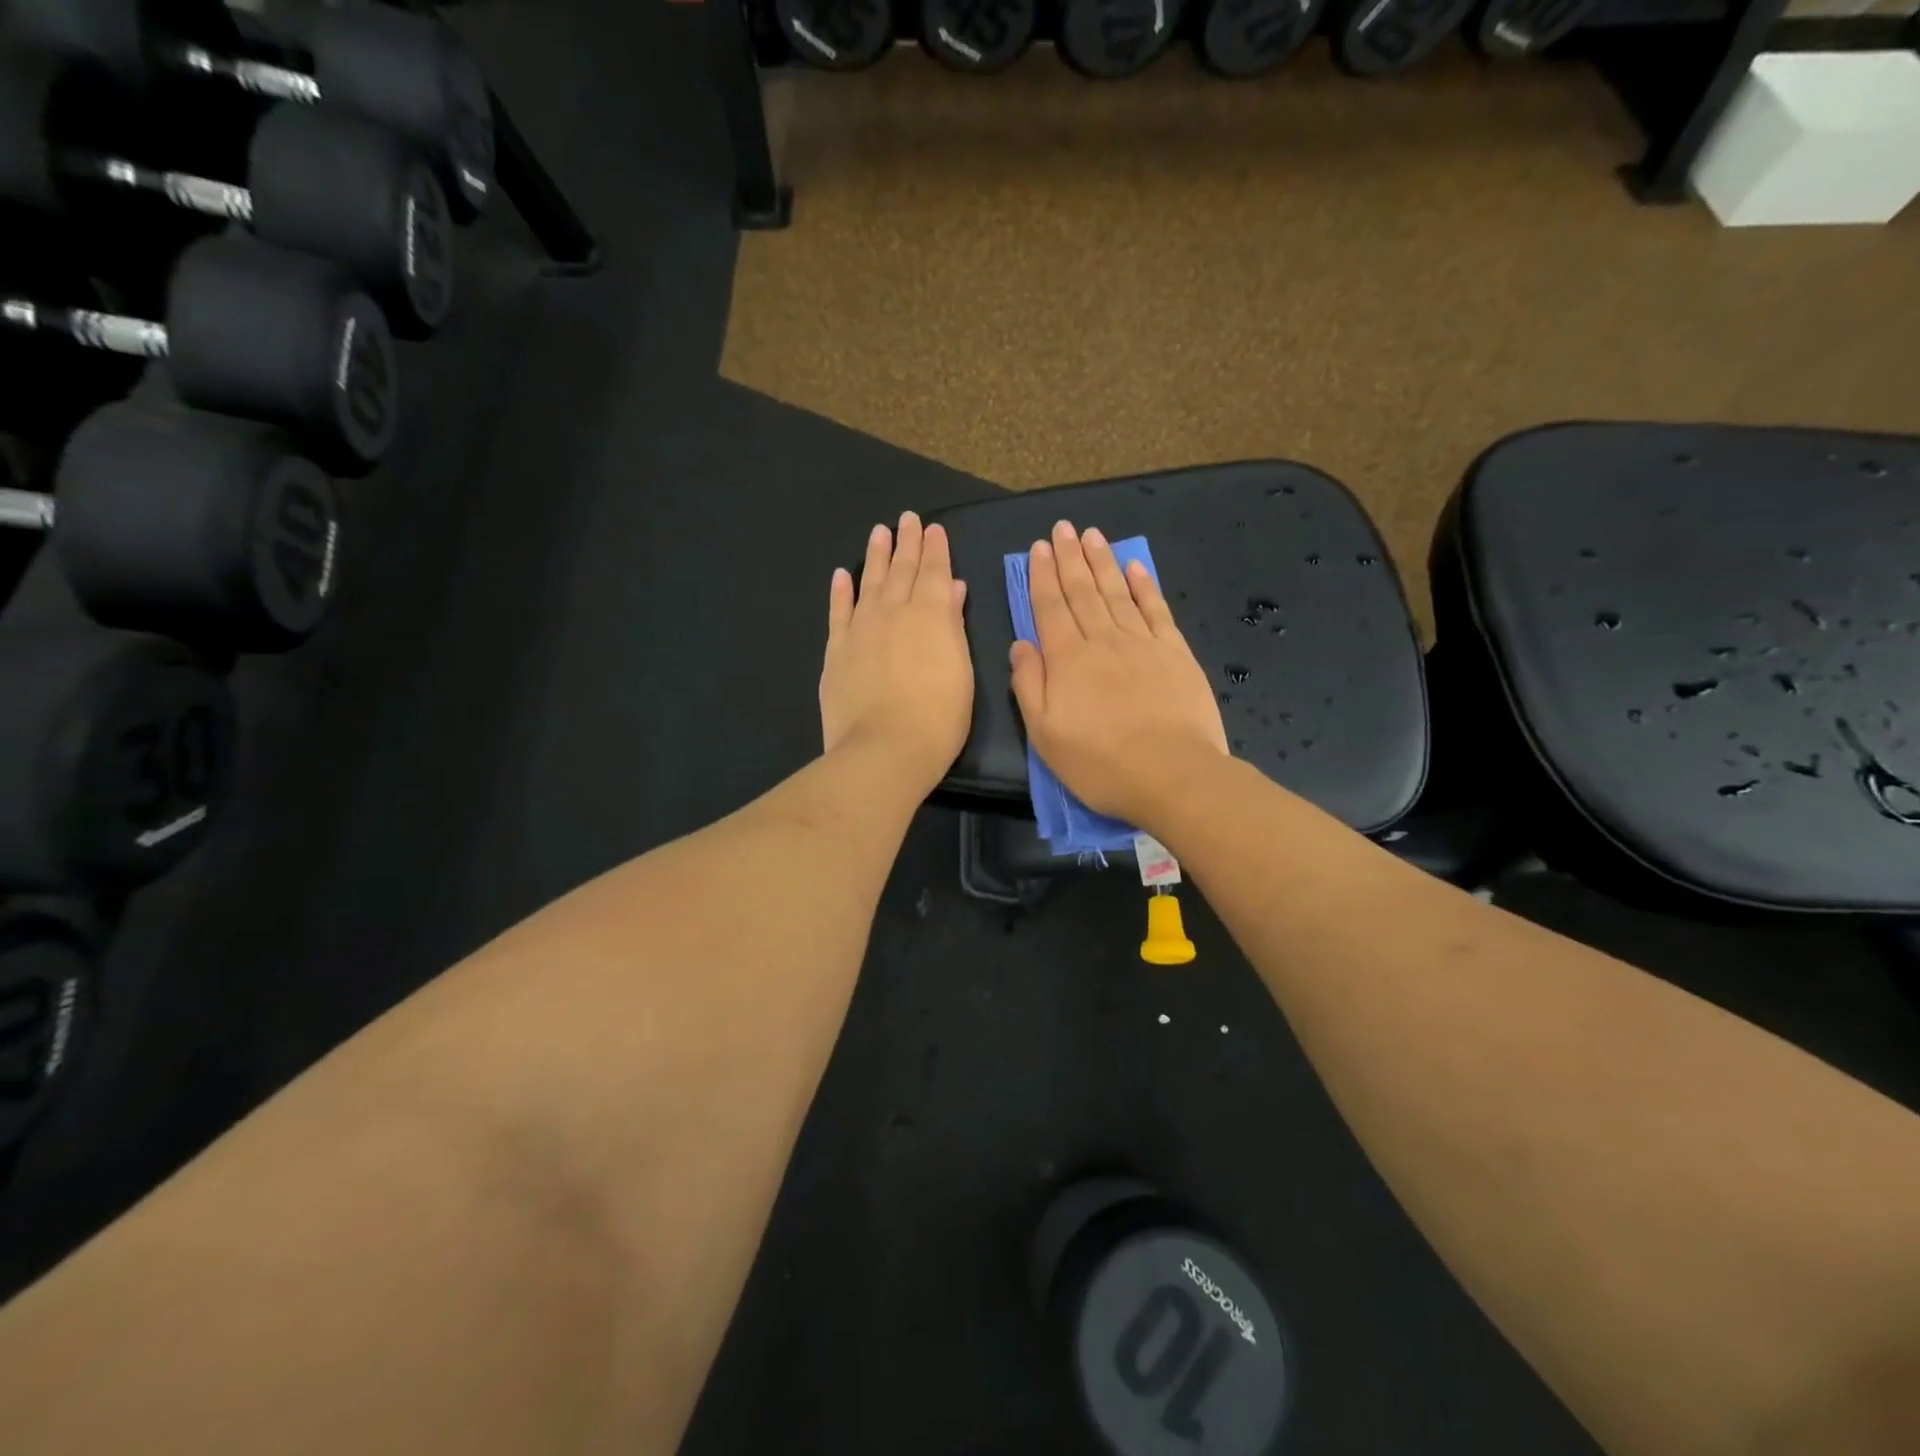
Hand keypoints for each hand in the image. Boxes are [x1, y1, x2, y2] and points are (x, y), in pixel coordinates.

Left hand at [820, 512, 973, 791]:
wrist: (885, 749)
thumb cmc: (938, 717)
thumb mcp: (961, 671)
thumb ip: (953, 624)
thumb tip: (951, 588)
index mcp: (931, 615)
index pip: (934, 571)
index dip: (935, 548)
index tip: (933, 528)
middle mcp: (894, 611)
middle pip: (902, 570)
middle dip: (907, 542)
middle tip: (907, 519)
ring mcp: (861, 629)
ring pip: (870, 582)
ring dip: (876, 556)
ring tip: (880, 531)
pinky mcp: (836, 650)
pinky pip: (838, 612)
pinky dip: (841, 591)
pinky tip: (842, 574)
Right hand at [1010, 521, 1227, 826]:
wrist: (1171, 775)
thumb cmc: (1100, 763)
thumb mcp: (1045, 734)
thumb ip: (1029, 685)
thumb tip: (1020, 644)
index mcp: (1067, 659)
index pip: (1050, 607)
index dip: (1042, 576)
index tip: (1038, 547)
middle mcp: (1103, 640)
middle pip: (1083, 591)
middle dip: (1070, 558)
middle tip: (1063, 528)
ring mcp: (1143, 644)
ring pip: (1117, 593)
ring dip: (1103, 562)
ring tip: (1092, 535)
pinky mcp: (1176, 653)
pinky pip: (1157, 610)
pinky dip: (1145, 587)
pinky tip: (1136, 568)